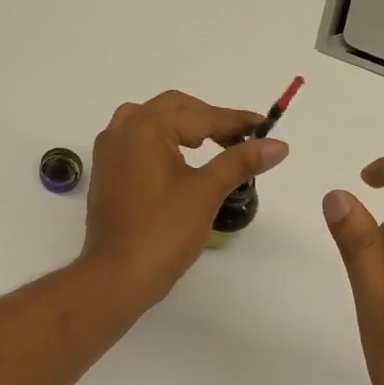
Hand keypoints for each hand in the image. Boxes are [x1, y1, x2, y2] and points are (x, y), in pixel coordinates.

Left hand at [81, 91, 289, 307]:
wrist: (117, 275)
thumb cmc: (164, 231)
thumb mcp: (207, 192)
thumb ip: (240, 161)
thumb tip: (278, 145)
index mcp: (147, 127)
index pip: (201, 116)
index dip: (237, 122)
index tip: (266, 128)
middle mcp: (123, 129)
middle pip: (173, 108)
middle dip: (209, 119)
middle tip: (240, 139)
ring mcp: (109, 151)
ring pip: (151, 121)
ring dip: (182, 126)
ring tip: (210, 145)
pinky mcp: (105, 172)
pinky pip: (136, 141)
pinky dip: (161, 141)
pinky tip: (179, 161)